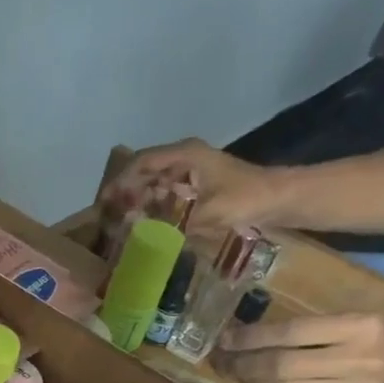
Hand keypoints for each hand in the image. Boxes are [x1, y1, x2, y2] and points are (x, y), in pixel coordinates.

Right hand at [98, 138, 288, 234]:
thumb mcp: (208, 212)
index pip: (141, 161)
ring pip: (154, 181)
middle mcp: (185, 157)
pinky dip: (152, 205)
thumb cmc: (245, 199)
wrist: (279, 199)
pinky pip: (166, 191)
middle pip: (144, 170)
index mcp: (185, 154)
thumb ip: (170, 220)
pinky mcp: (197, 184)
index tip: (104, 202)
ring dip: (137, 200)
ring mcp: (191, 169)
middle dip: (124, 192)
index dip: (119, 180)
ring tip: (122, 222)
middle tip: (108, 216)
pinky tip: (145, 223)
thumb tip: (134, 228)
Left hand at [211, 312, 383, 382]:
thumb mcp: (368, 322)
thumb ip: (323, 328)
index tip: (223, 337)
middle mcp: (357, 361)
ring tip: (229, 372)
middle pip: (280, 365)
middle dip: (240, 363)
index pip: (290, 333)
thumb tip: (259, 335)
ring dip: (249, 382)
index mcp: (364, 328)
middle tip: (216, 359)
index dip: (250, 338)